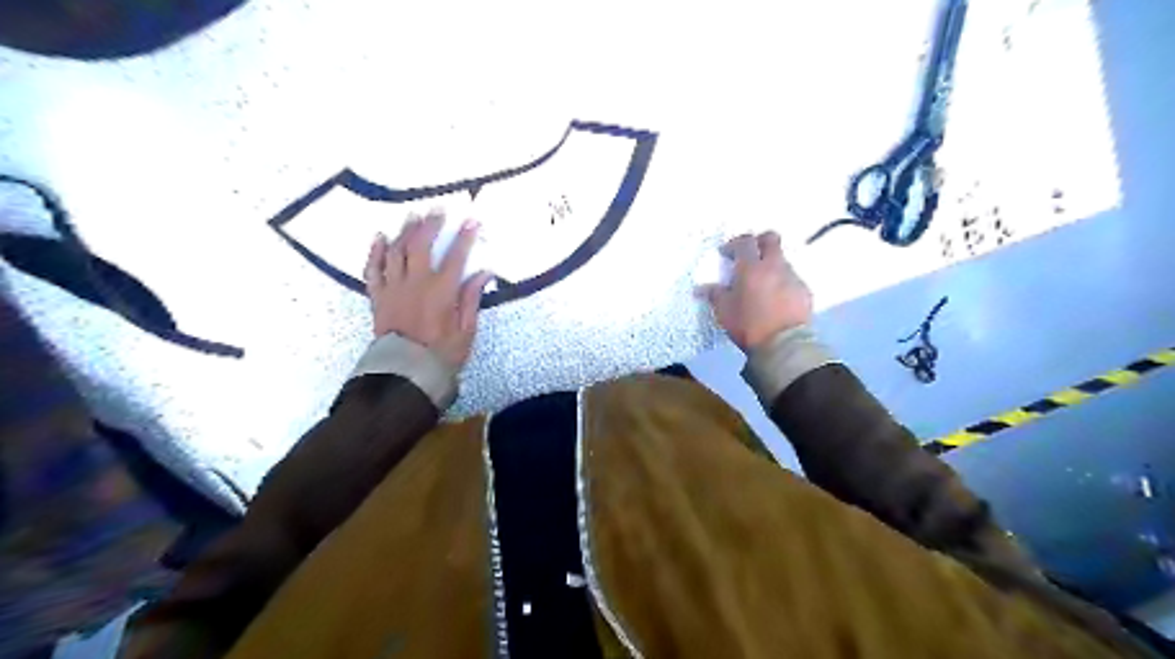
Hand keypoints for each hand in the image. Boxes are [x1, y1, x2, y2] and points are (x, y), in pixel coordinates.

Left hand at [365, 209, 495, 367]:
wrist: (405, 373)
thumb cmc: (441, 354)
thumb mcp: (466, 330)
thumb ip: (472, 299)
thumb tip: (484, 272)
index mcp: (441, 291)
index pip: (456, 257)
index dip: (465, 237)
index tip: (472, 221)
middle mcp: (415, 283)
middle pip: (421, 245)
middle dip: (431, 225)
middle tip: (437, 209)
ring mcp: (393, 288)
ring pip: (397, 251)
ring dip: (405, 231)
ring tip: (413, 216)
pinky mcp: (378, 296)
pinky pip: (373, 268)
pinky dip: (376, 251)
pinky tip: (380, 237)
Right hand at [691, 232, 814, 353]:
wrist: (784, 344)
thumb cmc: (748, 325)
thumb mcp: (724, 311)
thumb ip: (714, 294)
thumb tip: (701, 288)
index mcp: (751, 267)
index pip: (744, 241)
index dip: (734, 243)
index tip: (727, 254)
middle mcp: (774, 266)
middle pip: (770, 239)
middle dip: (759, 242)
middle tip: (750, 256)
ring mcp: (792, 277)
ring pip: (781, 260)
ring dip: (771, 265)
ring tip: (762, 284)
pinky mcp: (804, 291)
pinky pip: (791, 279)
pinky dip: (782, 283)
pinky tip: (776, 300)